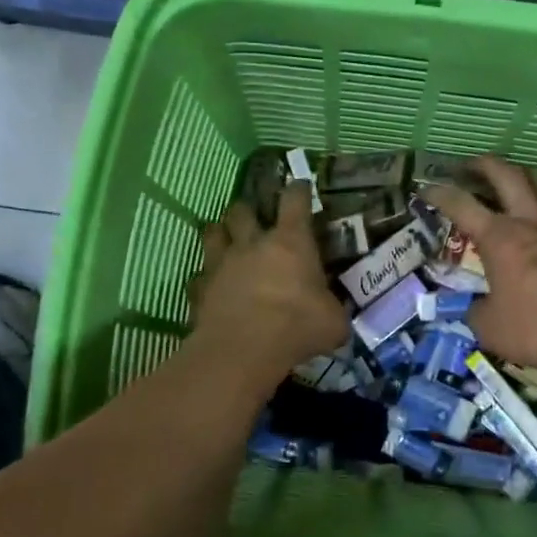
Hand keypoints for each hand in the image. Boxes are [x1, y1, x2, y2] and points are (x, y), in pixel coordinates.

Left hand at [191, 182, 348, 376]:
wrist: (243, 349)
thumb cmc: (297, 325)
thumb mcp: (334, 322)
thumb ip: (334, 310)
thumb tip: (336, 315)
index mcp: (291, 242)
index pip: (295, 201)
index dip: (299, 190)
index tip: (301, 186)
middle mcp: (253, 244)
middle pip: (242, 211)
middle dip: (248, 210)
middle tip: (254, 218)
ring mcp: (221, 264)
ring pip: (213, 233)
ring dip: (219, 234)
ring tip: (225, 240)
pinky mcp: (200, 289)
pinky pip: (199, 276)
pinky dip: (205, 279)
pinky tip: (211, 287)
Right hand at [420, 157, 536, 387]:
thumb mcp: (489, 328)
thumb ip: (475, 310)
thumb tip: (475, 307)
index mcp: (500, 239)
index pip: (461, 205)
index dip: (439, 193)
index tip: (425, 188)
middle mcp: (534, 222)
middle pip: (508, 176)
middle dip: (485, 165)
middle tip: (472, 165)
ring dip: (530, 176)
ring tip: (521, 178)